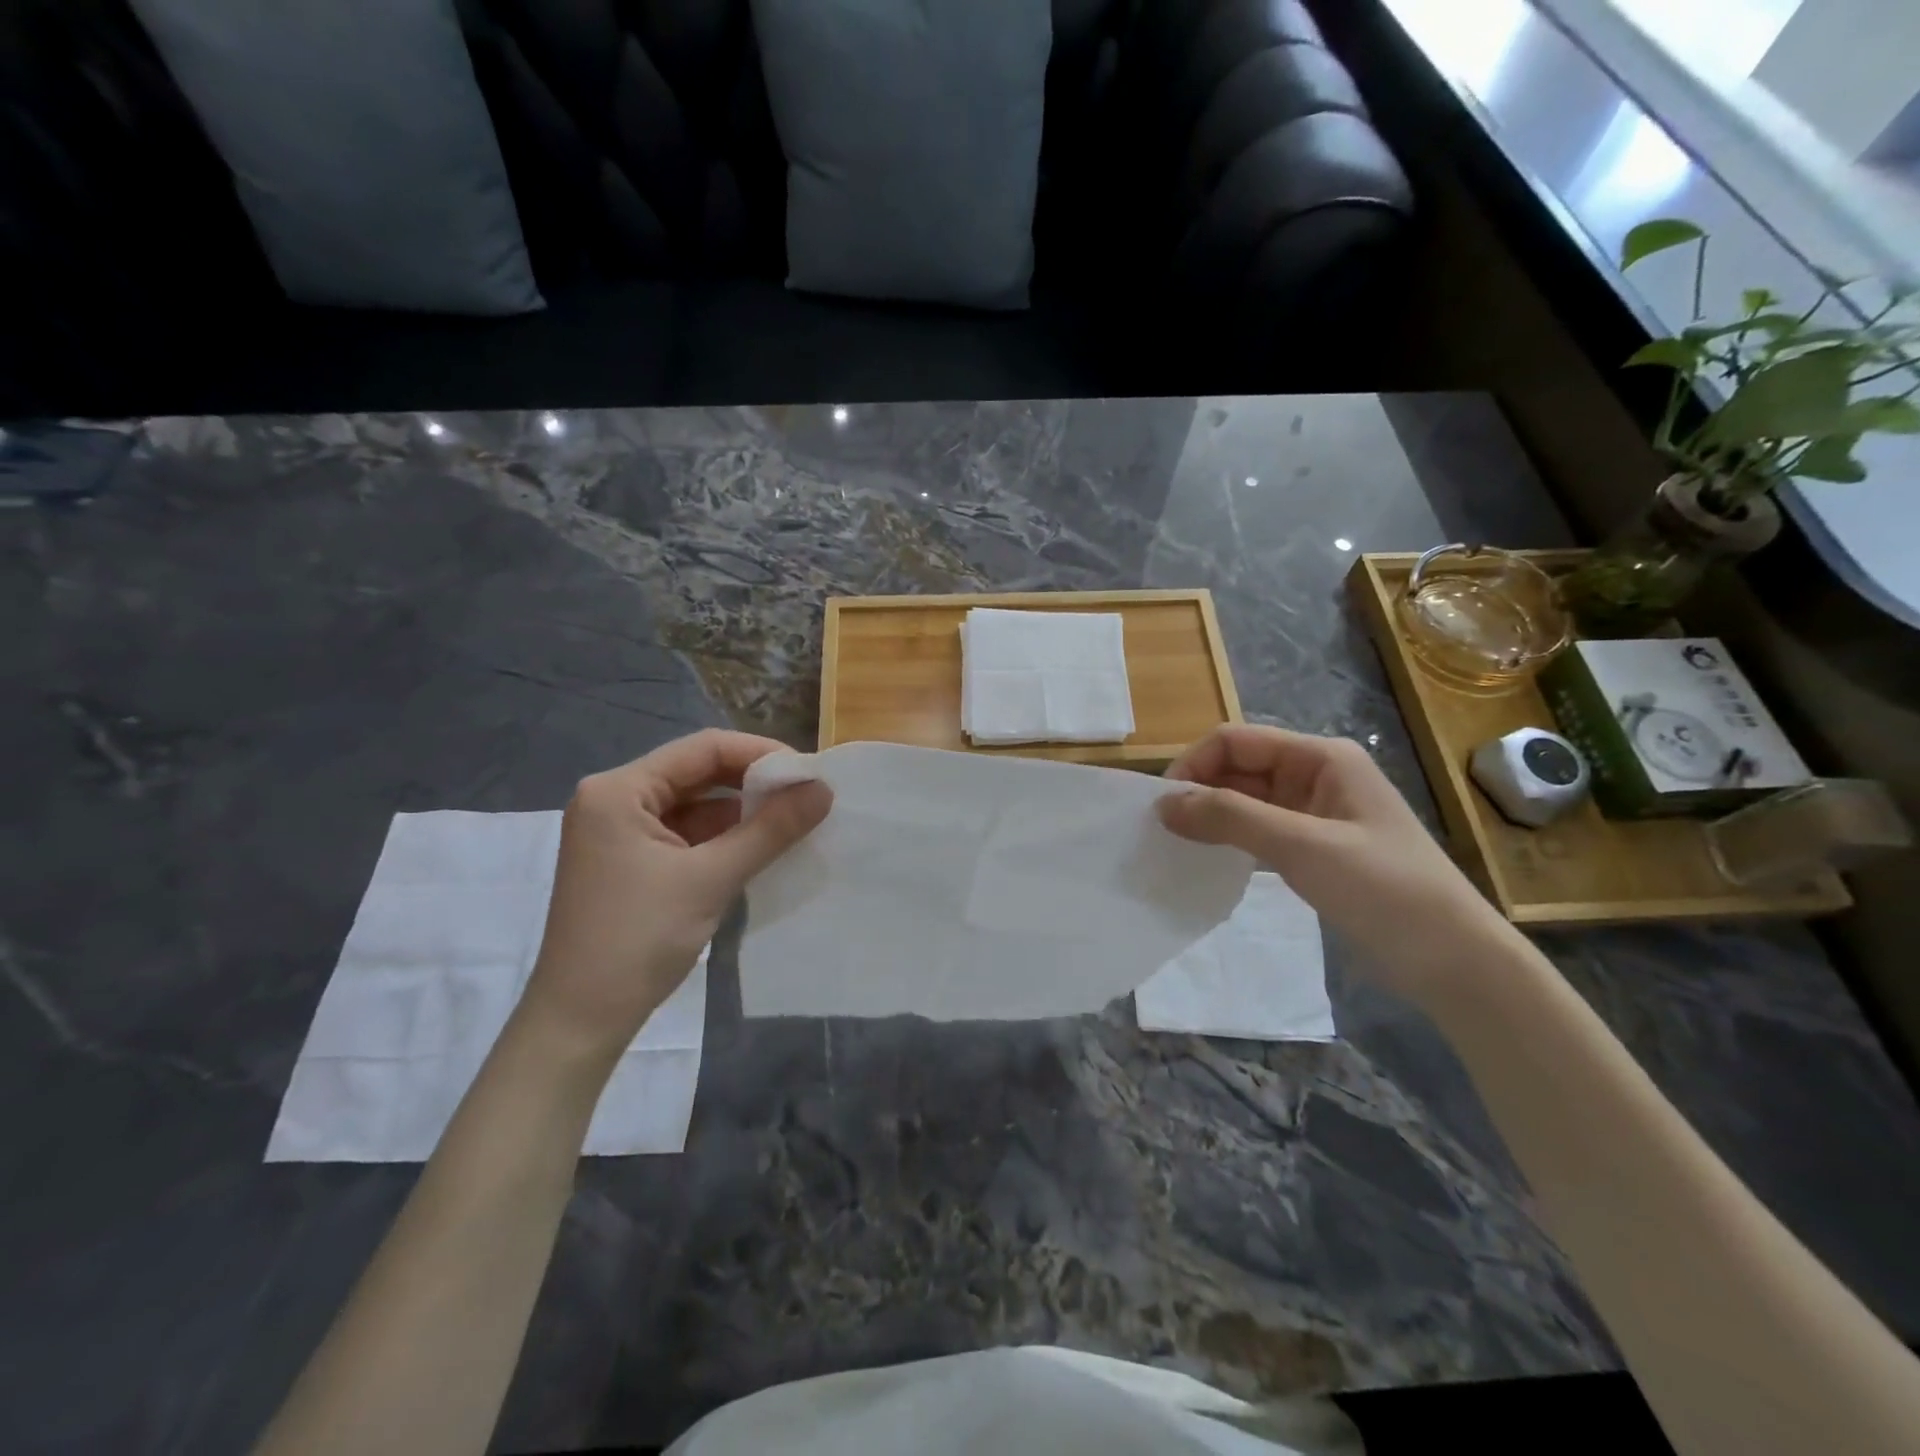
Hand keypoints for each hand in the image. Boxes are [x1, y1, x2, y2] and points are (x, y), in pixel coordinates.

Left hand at [517, 730, 830, 1062]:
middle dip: (753, 784)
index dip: (760, 754)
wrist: (580, 1022)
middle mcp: (614, 799)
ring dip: (741, 812)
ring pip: (694, 805)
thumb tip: (824, 790)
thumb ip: (770, 830)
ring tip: (794, 820)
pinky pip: (686, 834)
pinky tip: (761, 846)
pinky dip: (723, 838)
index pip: (702, 749)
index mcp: (618, 790)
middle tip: (807, 796)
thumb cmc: (638, 940)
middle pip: (697, 773)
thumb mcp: (711, 879)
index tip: (809, 773)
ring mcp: (620, 832)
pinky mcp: (630, 861)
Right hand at [1158, 725, 1514, 1003]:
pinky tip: (1209, 859)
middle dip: (1199, 791)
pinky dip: (1231, 839)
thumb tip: (1162, 803)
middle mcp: (1316, 775)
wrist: (1455, 961)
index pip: (1236, 741)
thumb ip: (1229, 818)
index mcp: (1321, 757)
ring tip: (1177, 845)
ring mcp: (1316, 813)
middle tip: (1163, 831)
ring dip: (1211, 816)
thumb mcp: (1302, 846)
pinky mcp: (1315, 848)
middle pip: (1239, 767)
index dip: (1194, 765)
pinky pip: (1259, 830)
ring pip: (1246, 800)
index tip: (1162, 807)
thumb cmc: (1384, 890)